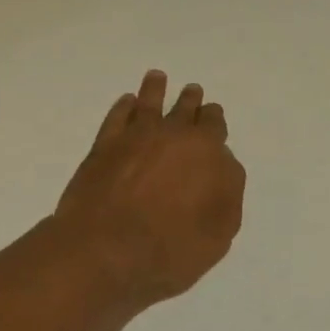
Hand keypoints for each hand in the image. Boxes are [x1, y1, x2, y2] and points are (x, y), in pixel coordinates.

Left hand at [55, 69, 246, 306]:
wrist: (105, 252)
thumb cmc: (171, 250)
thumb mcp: (219, 234)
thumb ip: (226, 195)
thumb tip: (221, 168)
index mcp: (207, 152)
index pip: (215, 126)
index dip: (215, 121)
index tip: (214, 117)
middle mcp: (173, 134)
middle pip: (185, 110)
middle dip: (191, 102)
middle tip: (193, 93)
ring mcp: (134, 137)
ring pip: (150, 102)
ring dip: (156, 90)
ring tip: (157, 78)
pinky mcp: (103, 146)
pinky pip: (117, 116)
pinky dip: (124, 106)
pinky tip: (126, 103)